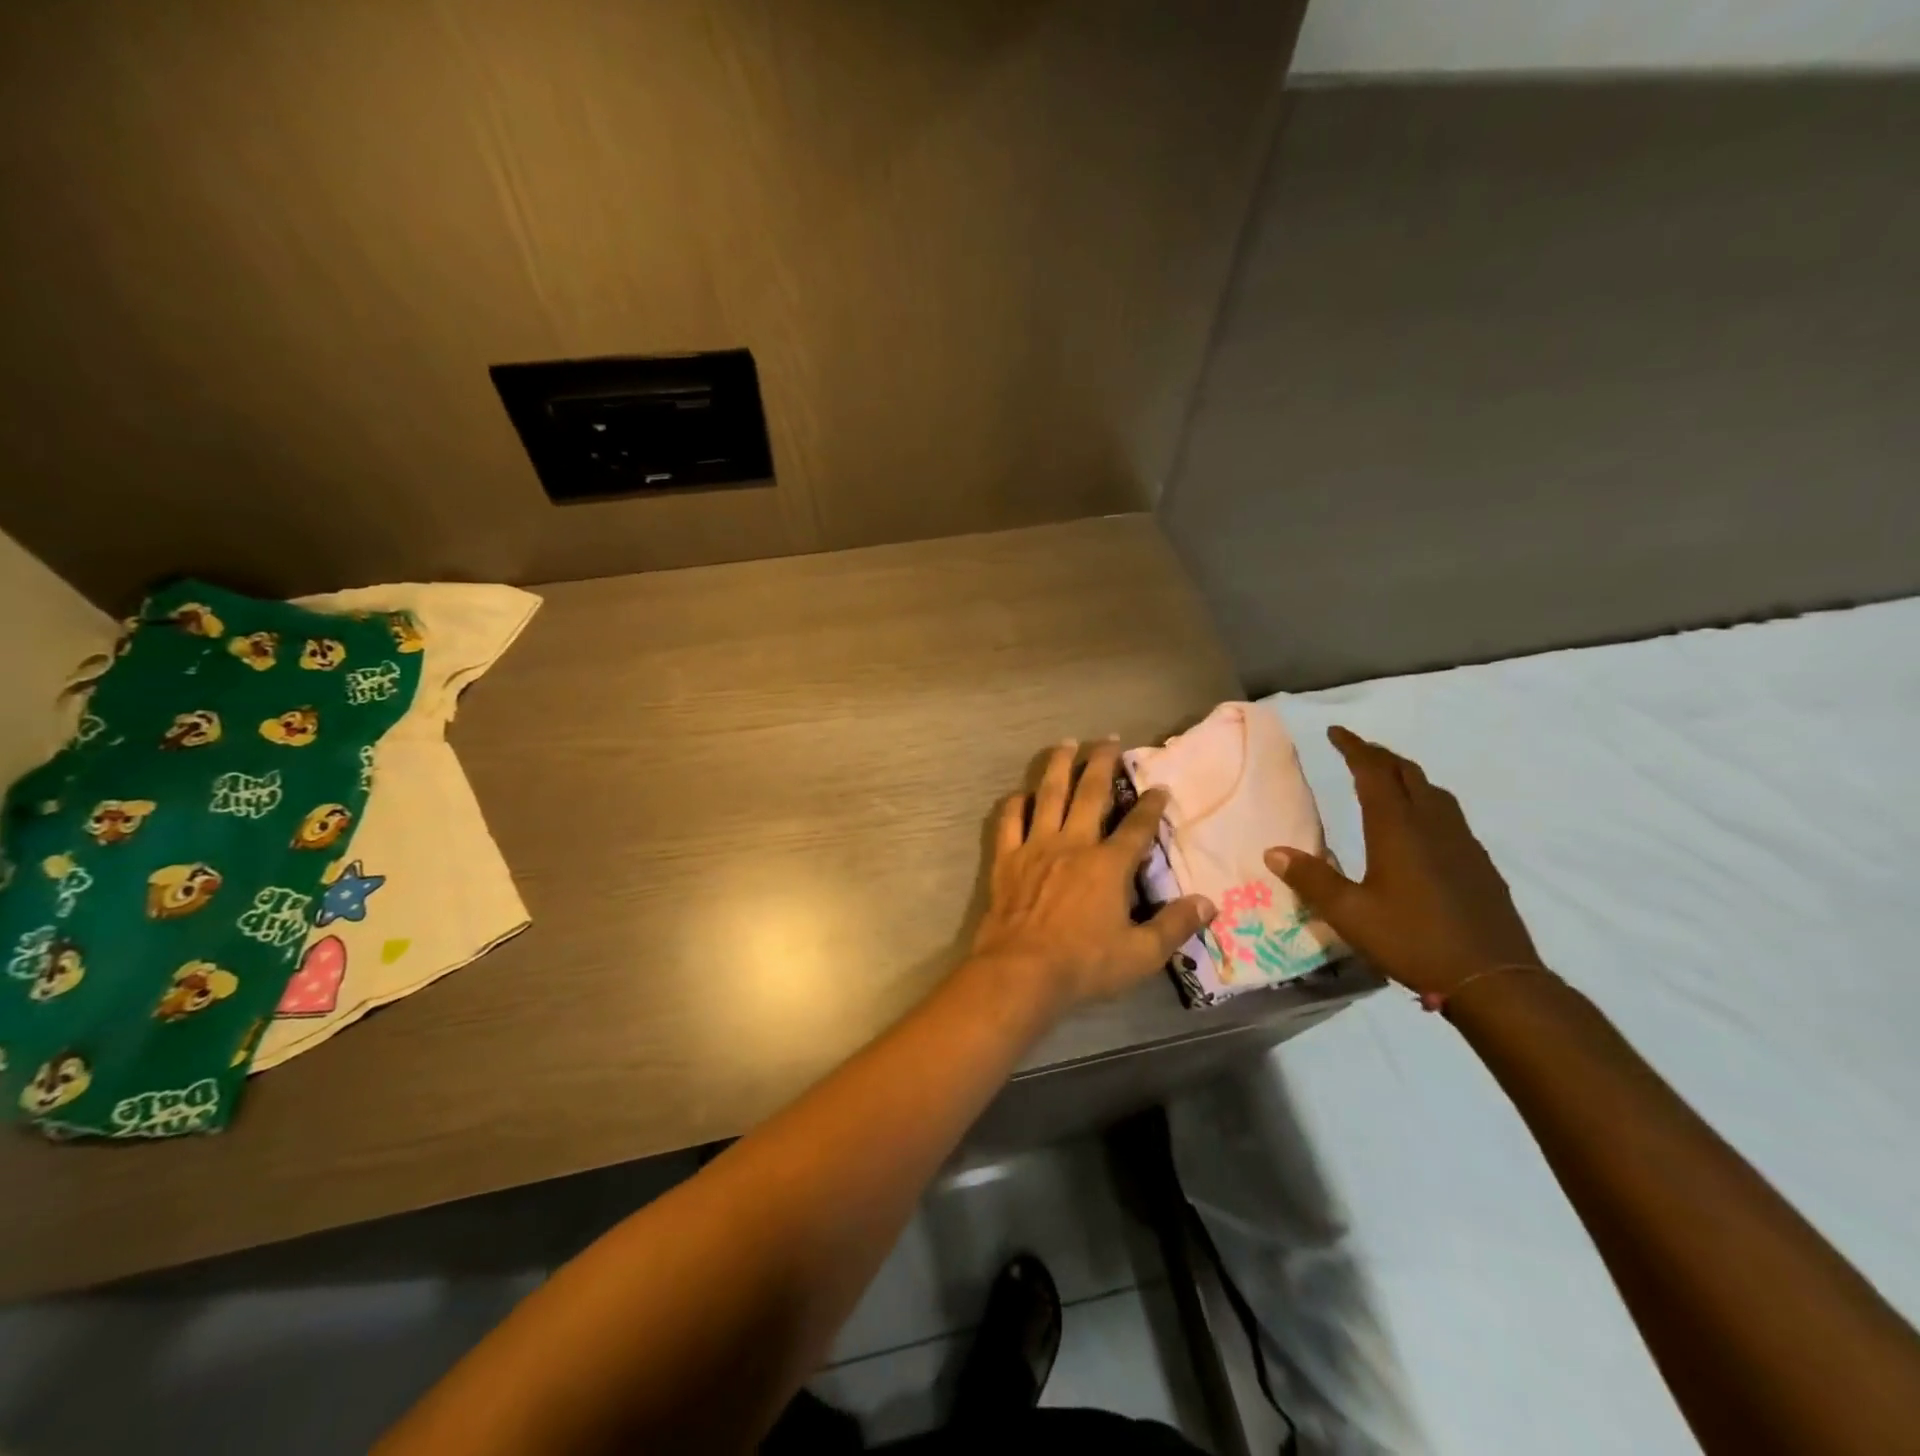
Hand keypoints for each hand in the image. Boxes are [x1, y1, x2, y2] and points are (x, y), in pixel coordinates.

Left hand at [970, 739, 1213, 1017]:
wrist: (1020, 971)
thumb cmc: (1083, 964)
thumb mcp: (1140, 954)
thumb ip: (1174, 925)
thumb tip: (1208, 903)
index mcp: (1108, 865)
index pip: (1136, 826)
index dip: (1150, 804)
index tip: (1159, 786)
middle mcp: (1073, 844)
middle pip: (1090, 794)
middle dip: (1102, 763)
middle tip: (1109, 739)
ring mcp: (1036, 847)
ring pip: (1049, 795)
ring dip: (1058, 767)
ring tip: (1066, 743)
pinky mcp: (1007, 859)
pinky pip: (1010, 821)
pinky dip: (1016, 803)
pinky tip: (1021, 793)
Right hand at [1264, 726, 1540, 997]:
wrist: (1494, 979)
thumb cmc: (1413, 940)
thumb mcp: (1349, 914)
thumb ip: (1311, 879)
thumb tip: (1273, 851)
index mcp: (1397, 828)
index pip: (1373, 772)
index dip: (1354, 748)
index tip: (1336, 732)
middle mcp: (1432, 825)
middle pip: (1407, 773)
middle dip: (1380, 756)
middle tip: (1356, 751)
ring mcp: (1462, 843)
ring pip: (1433, 792)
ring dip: (1406, 776)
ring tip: (1387, 780)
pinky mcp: (1478, 863)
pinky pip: (1449, 815)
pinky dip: (1426, 802)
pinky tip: (1421, 827)